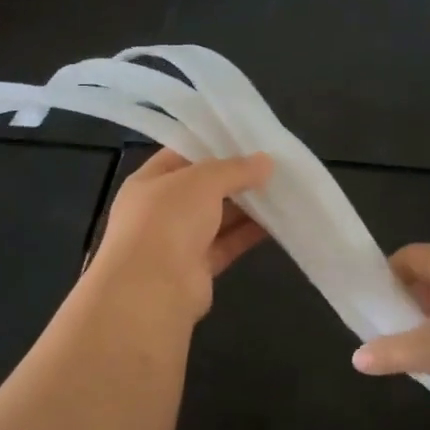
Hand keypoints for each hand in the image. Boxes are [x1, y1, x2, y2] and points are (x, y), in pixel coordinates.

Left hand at [88, 150, 273, 320]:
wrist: (153, 288)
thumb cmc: (168, 219)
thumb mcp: (203, 180)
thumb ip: (235, 169)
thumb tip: (266, 162)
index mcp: (148, 183)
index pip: (180, 156)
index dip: (210, 147)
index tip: (245, 141)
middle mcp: (160, 211)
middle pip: (201, 189)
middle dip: (234, 179)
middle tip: (271, 166)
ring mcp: (177, 242)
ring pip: (216, 218)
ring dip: (245, 207)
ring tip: (280, 190)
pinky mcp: (197, 269)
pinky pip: (226, 244)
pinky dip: (248, 234)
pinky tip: (276, 222)